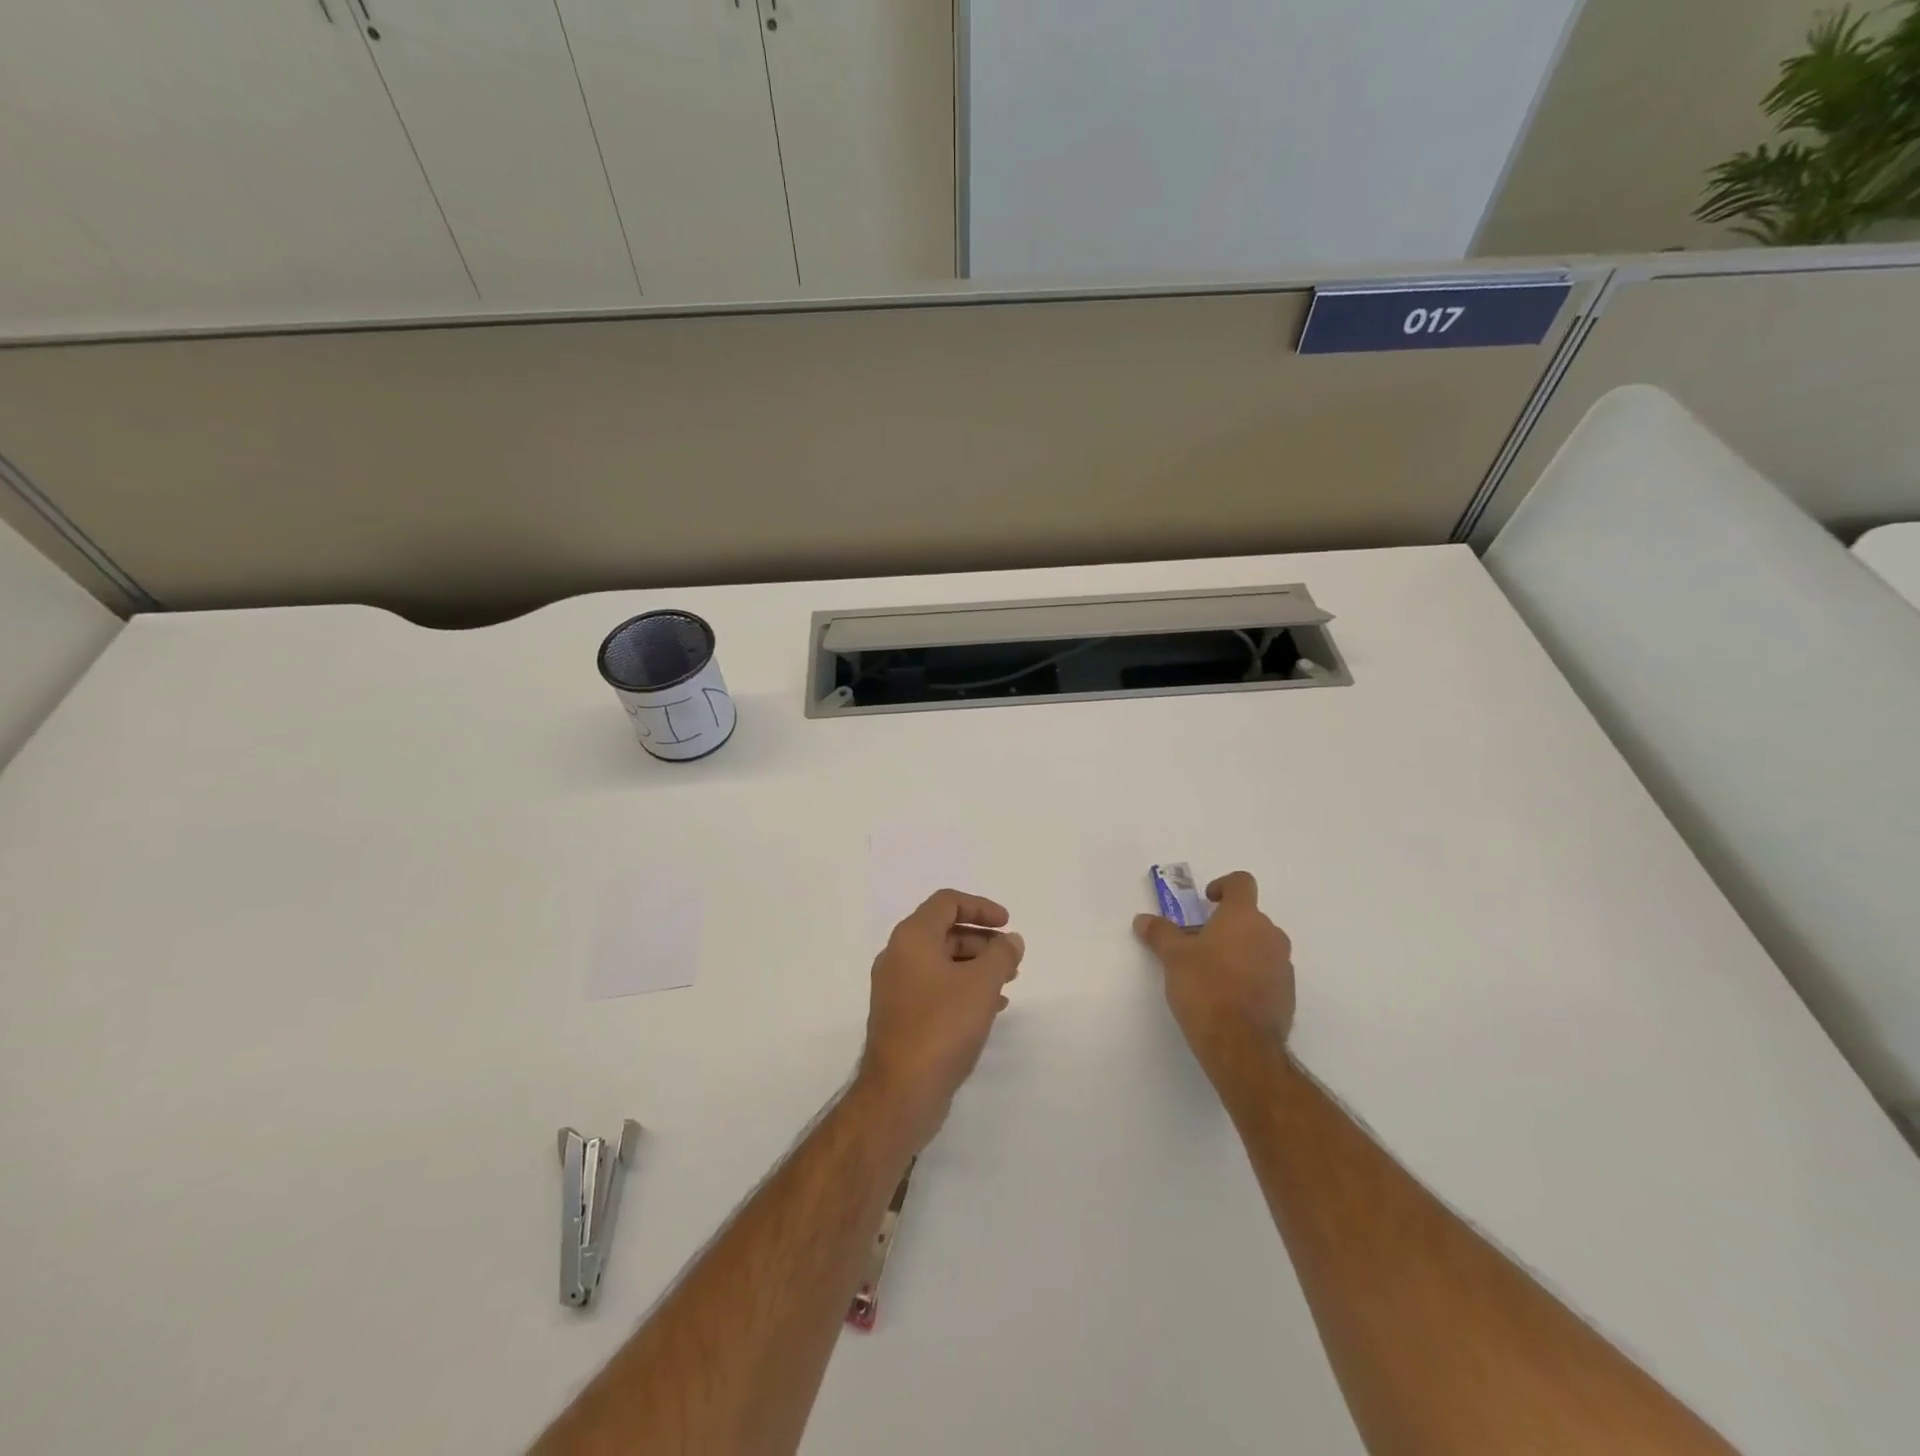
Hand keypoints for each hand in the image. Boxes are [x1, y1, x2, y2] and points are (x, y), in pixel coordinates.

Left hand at [857, 890, 1024, 1147]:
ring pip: (941, 962)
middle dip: (981, 940)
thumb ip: (1001, 954)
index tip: (1007, 924)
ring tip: (1008, 981)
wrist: (901, 1091)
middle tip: (1011, 956)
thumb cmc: (942, 1026)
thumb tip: (1011, 940)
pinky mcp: (900, 1016)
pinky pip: (935, 988)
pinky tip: (991, 1007)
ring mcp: (896, 988)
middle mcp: (898, 956)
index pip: (946, 902)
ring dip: (975, 966)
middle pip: (943, 931)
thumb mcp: (982, 984)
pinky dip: (962, 988)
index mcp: (912, 938)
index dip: (980, 907)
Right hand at [1134, 871, 1293, 1067]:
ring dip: (1239, 950)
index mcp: (1244, 917)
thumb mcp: (1173, 958)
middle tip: (1198, 942)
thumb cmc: (1206, 989)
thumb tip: (1143, 919)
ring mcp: (1283, 966)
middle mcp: (1270, 935)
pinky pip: (1267, 972)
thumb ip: (1160, 933)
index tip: (1206, 901)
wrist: (1242, 1046)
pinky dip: (1250, 975)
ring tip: (1211, 972)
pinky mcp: (1288, 995)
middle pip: (1250, 917)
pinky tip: (1228, 996)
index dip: (1223, 886)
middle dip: (1225, 925)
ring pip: (1260, 945)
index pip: (1241, 883)